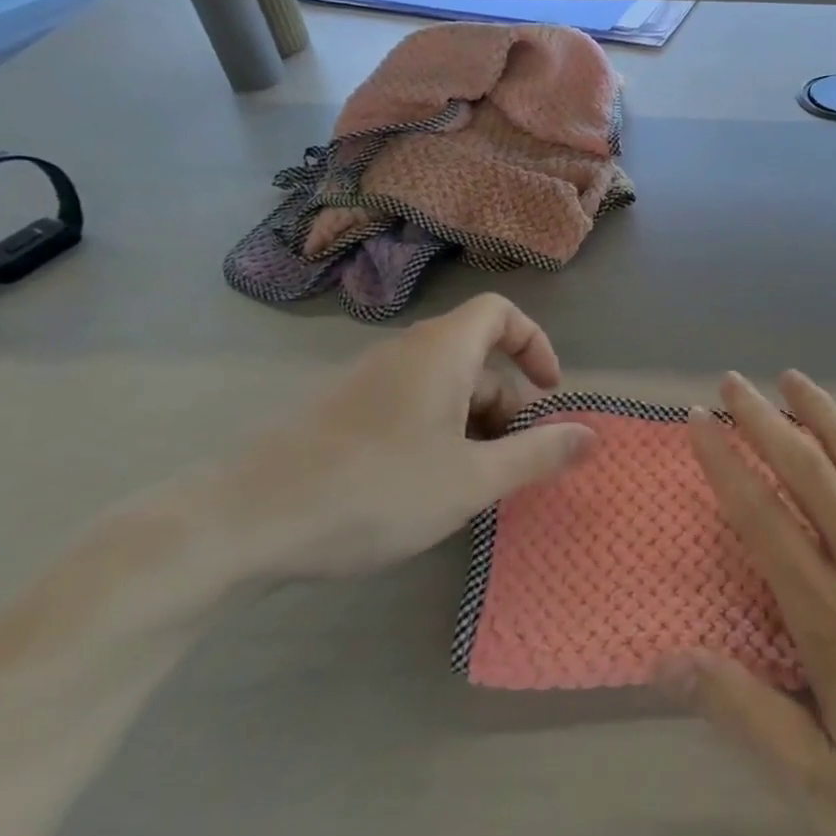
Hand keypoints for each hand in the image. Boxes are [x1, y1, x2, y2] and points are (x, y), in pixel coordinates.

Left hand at [209, 294, 595, 582]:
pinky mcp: (340, 413)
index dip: (535, 343)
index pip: (501, 312)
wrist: (244, 523)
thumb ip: (538, 454)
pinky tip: (421, 490)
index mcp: (441, 351)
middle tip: (510, 462)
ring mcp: (367, 382)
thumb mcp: (473, 479)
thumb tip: (592, 436)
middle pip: (476, 357)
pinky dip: (435, 435)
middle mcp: (404, 353)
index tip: (550, 391)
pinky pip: (408, 407)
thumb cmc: (377, 490)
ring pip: (442, 388)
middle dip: (507, 405)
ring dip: (472, 426)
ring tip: (468, 486)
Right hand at [664, 371, 835, 835]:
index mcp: (833, 620)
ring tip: (795, 379)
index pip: (762, 521)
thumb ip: (750, 719)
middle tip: (734, 381)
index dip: (724, 466)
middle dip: (766, 422)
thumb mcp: (834, 796)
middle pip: (810, 475)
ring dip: (827, 416)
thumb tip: (669, 661)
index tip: (698, 421)